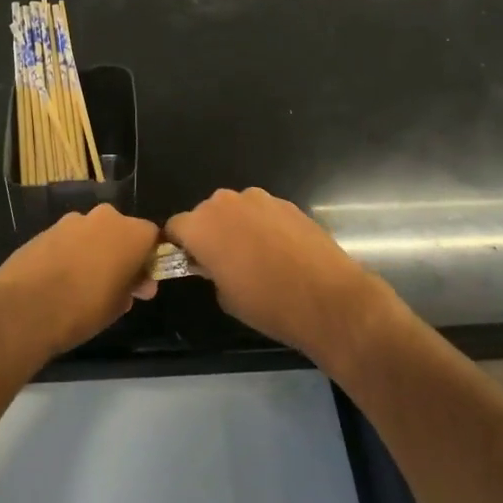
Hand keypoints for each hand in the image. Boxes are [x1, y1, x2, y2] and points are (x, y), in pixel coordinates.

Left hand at [0, 205, 160, 360]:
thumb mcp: (118, 306)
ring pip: (92, 232)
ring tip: (82, 282)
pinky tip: (59, 278)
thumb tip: (138, 284)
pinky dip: (69, 252)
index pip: (152, 237)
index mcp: (130, 233)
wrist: (24, 309)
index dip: (148, 258)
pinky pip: (68, 239)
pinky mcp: (46, 229)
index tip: (141, 281)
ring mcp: (72, 221)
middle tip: (114, 281)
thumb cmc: (83, 309)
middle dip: (120, 251)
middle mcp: (104, 218)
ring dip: (93, 250)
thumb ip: (132, 287)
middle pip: (121, 230)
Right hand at [167, 187, 397, 366]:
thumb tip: (214, 263)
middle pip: (205, 213)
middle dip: (209, 233)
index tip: (189, 264)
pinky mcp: (287, 203)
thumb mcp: (225, 296)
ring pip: (236, 210)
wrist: (327, 297)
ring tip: (256, 256)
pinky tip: (280, 251)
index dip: (179, 246)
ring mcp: (259, 198)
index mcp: (201, 226)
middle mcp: (226, 202)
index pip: (175, 227)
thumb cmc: (267, 303)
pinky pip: (263, 212)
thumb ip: (210, 271)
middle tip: (223, 262)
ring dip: (237, 226)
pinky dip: (264, 226)